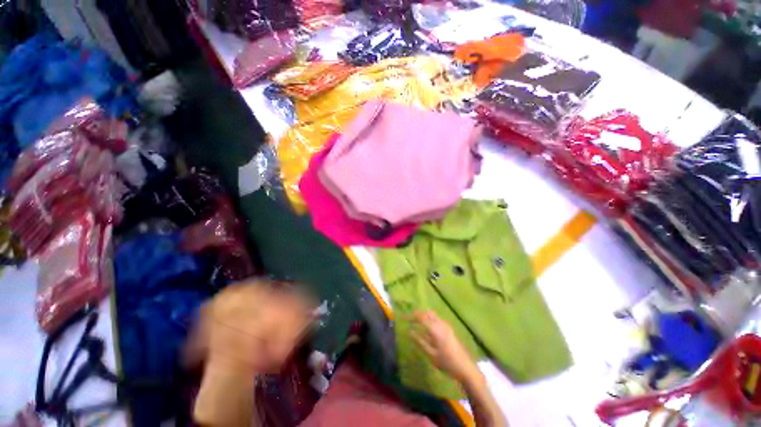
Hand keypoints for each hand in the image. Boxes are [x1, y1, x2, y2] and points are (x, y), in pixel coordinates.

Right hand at [410, 310, 480, 383]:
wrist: (466, 368)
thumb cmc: (447, 363)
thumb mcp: (431, 355)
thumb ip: (420, 342)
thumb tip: (410, 332)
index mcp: (435, 329)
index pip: (420, 317)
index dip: (411, 316)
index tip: (403, 318)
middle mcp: (440, 323)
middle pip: (427, 312)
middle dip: (417, 314)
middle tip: (409, 319)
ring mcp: (446, 325)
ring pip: (432, 315)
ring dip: (424, 316)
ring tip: (416, 322)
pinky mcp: (449, 329)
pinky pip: (436, 319)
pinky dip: (429, 319)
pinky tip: (426, 328)